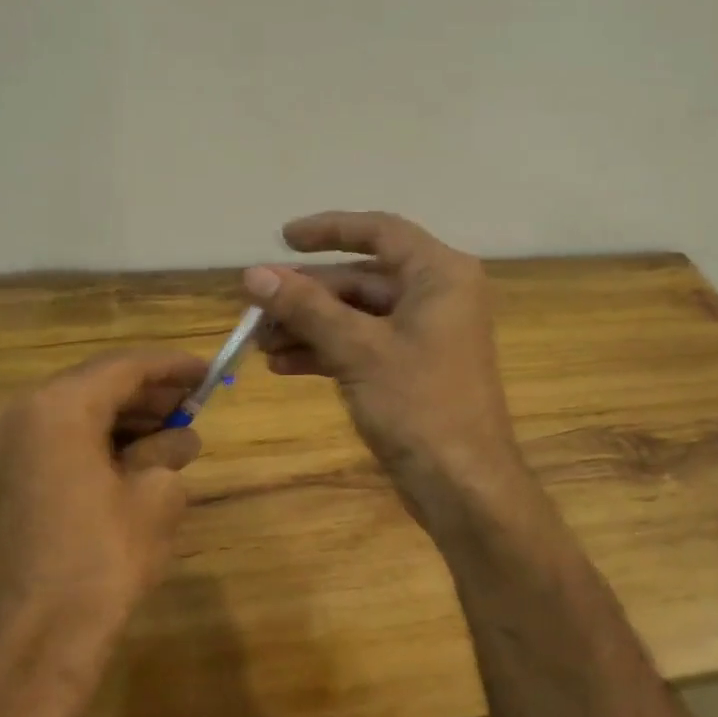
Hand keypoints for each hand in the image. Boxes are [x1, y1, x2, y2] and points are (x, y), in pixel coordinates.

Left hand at [0, 348, 205, 669]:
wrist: (24, 649)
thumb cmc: (99, 562)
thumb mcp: (155, 499)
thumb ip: (168, 453)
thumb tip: (179, 438)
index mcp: (57, 408)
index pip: (124, 367)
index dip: (172, 367)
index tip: (208, 371)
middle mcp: (15, 415)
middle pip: (92, 386)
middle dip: (145, 394)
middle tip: (191, 404)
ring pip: (67, 414)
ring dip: (118, 419)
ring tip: (166, 434)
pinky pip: (46, 443)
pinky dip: (87, 442)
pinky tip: (126, 461)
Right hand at [244, 211, 526, 526]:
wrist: (463, 486)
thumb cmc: (419, 405)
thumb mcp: (357, 349)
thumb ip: (306, 306)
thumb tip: (254, 274)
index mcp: (439, 274)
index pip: (380, 231)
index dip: (329, 230)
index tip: (282, 238)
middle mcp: (437, 295)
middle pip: (362, 278)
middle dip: (307, 294)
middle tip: (256, 306)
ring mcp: (426, 334)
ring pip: (358, 315)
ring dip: (310, 326)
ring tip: (259, 342)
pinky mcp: (414, 369)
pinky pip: (364, 345)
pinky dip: (327, 351)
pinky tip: (284, 365)